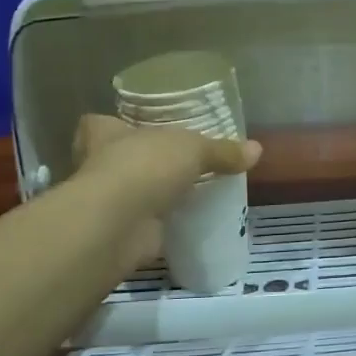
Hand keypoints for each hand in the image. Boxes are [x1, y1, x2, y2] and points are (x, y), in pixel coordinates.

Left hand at [70, 115, 262, 274]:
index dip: (114, 125)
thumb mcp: (193, 149)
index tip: (132, 128)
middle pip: (116, 158)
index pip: (100, 124)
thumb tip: (257, 149)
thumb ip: (222, 150)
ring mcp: (107, 202)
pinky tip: (186, 222)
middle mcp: (98, 165)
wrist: (118, 223)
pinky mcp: (120, 231)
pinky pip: (144, 223)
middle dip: (139, 162)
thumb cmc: (144, 167)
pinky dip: (161, 225)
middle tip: (170, 163)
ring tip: (184, 193)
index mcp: (105, 134)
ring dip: (150, 195)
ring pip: (130, 192)